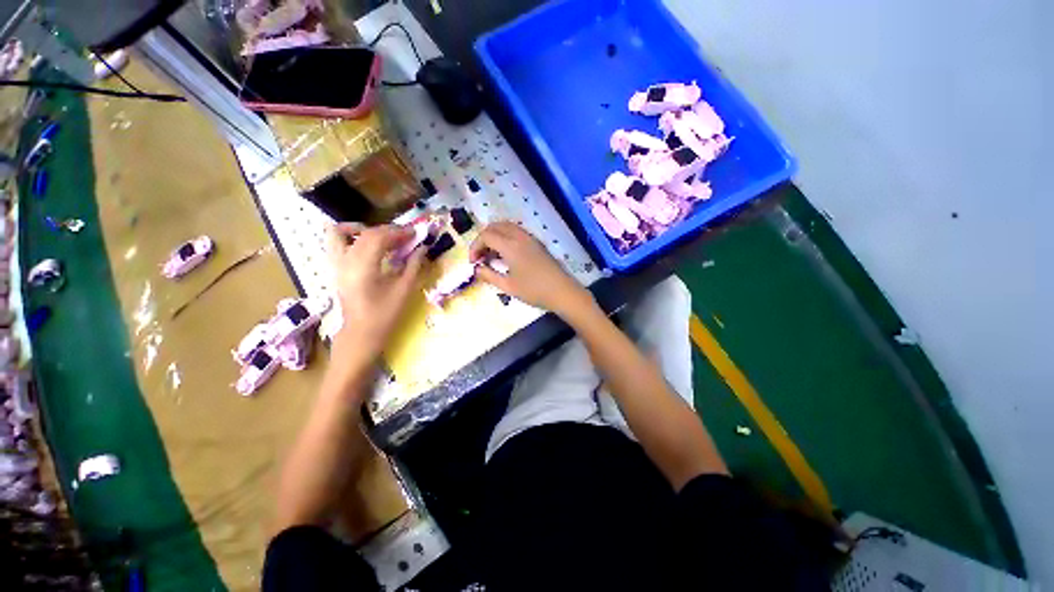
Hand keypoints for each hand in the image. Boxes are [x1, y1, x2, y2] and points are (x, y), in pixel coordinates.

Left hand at [327, 223, 425, 362]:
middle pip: (364, 234)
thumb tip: (422, 248)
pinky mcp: (335, 269)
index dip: (397, 232)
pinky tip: (368, 246)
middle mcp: (345, 262)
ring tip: (381, 236)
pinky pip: (336, 244)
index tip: (414, 232)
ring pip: (340, 234)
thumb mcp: (404, 290)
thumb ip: (413, 266)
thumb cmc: (385, 315)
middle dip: (387, 230)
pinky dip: (351, 238)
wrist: (361, 334)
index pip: (378, 238)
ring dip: (362, 229)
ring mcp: (336, 265)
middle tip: (405, 235)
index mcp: (363, 268)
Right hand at [469, 222, 592, 315]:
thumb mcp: (508, 286)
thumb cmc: (534, 291)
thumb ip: (489, 275)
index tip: (474, 263)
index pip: (486, 235)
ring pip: (507, 227)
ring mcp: (530, 238)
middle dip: (484, 239)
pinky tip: (506, 255)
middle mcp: (520, 236)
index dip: (475, 247)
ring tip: (492, 256)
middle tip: (481, 257)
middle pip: (495, 226)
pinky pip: (517, 232)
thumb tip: (476, 269)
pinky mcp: (537, 243)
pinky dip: (506, 237)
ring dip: (495, 236)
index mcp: (511, 245)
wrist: (562, 292)